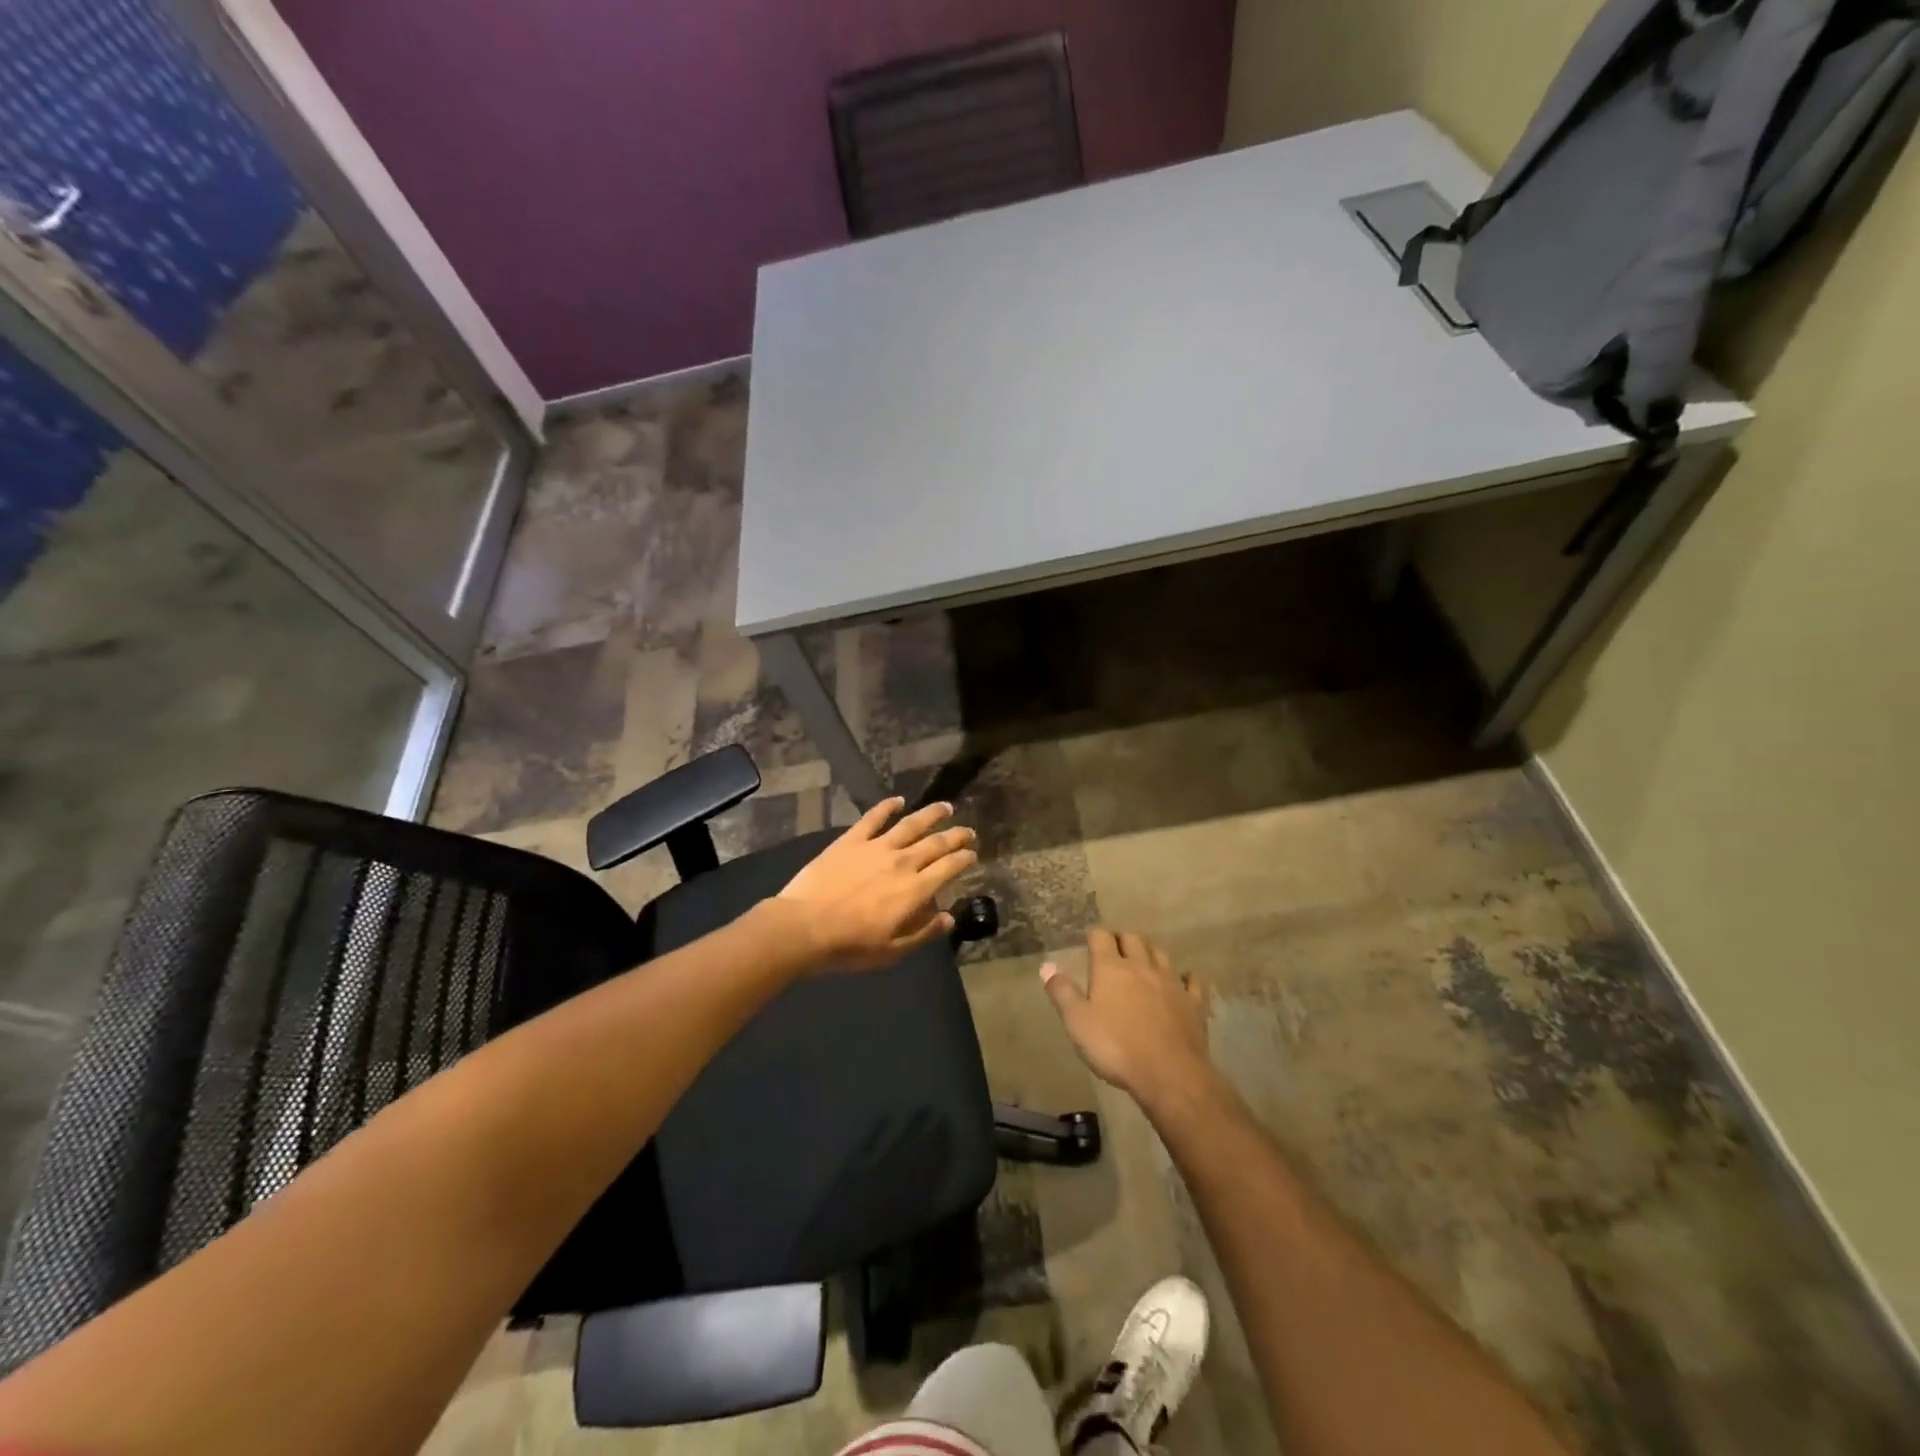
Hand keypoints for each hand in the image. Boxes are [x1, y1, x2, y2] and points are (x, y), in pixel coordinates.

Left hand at [777, 797, 977, 970]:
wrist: (805, 926)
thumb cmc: (850, 946)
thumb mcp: (893, 951)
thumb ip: (923, 933)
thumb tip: (949, 918)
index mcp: (915, 890)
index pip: (949, 868)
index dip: (964, 859)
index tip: (972, 854)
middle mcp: (902, 862)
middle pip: (936, 843)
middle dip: (956, 836)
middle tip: (968, 831)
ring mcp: (876, 846)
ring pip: (911, 824)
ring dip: (931, 814)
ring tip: (946, 807)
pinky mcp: (852, 840)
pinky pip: (873, 817)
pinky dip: (887, 806)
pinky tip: (898, 800)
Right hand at [1041, 930, 1212, 1106]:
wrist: (1169, 1074)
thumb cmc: (1115, 1047)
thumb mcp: (1077, 1022)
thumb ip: (1062, 992)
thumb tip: (1047, 965)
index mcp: (1111, 968)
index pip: (1101, 937)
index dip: (1095, 935)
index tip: (1090, 939)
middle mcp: (1141, 967)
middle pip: (1133, 939)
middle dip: (1123, 939)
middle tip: (1116, 949)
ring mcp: (1170, 983)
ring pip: (1161, 954)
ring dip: (1150, 952)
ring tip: (1144, 959)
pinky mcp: (1192, 1003)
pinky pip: (1191, 982)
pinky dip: (1186, 977)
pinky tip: (1184, 979)